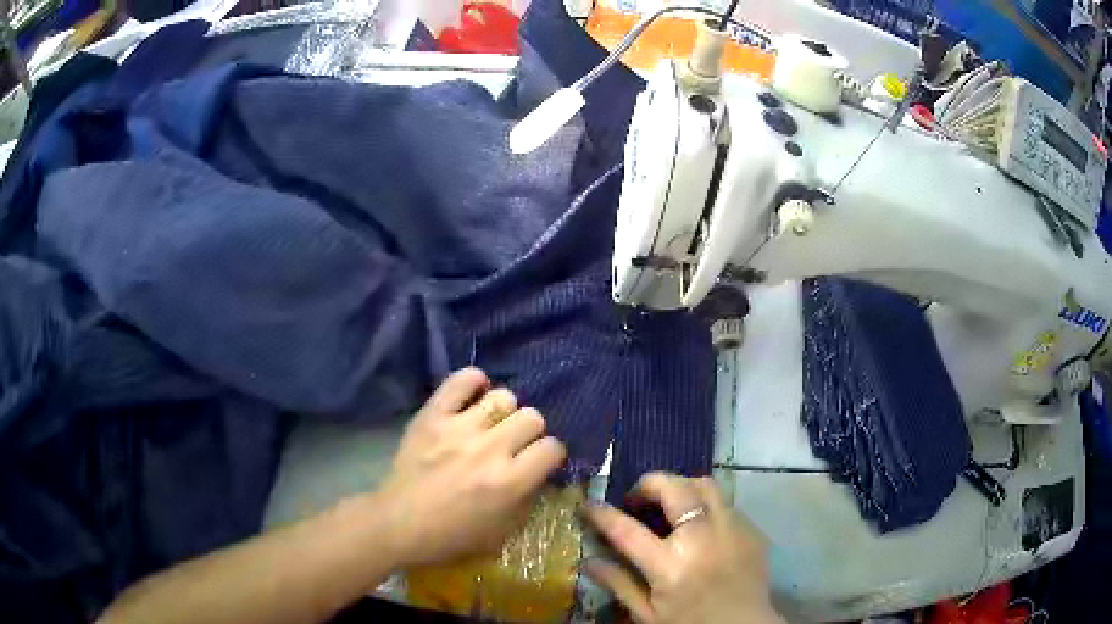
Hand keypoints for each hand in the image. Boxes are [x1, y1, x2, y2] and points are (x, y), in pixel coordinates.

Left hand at [378, 367, 566, 566]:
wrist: (399, 524)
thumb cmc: (451, 536)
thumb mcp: (502, 532)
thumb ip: (527, 499)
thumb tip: (539, 472)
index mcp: (509, 482)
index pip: (552, 448)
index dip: (551, 455)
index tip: (540, 461)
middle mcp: (490, 449)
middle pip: (532, 417)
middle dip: (530, 432)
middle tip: (514, 445)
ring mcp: (459, 428)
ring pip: (503, 397)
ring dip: (504, 412)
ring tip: (491, 424)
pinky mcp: (432, 416)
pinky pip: (462, 380)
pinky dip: (473, 382)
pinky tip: (474, 396)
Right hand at [584, 473, 782, 623]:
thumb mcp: (647, 615)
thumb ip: (619, 584)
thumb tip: (588, 561)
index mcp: (670, 565)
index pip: (627, 530)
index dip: (603, 515)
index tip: (589, 506)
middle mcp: (702, 539)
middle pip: (674, 489)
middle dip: (649, 484)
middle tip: (636, 498)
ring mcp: (732, 530)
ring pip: (705, 485)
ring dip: (681, 487)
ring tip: (669, 504)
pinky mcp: (751, 530)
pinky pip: (726, 503)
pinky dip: (707, 506)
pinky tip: (701, 526)